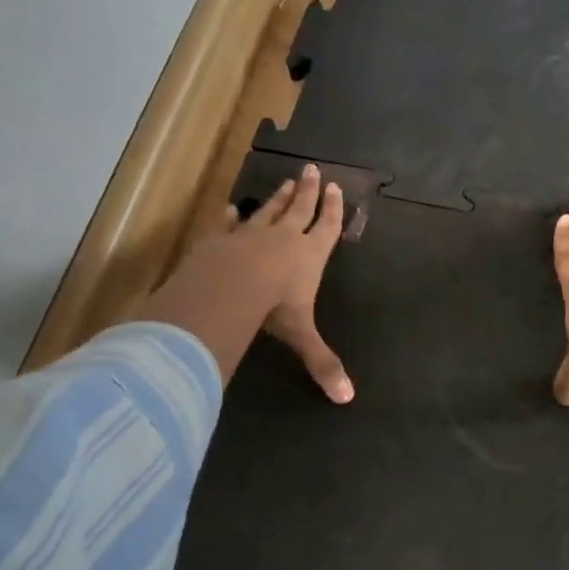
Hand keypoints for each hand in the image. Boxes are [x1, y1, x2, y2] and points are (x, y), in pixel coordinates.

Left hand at [136, 164, 353, 401]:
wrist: (228, 289)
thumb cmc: (273, 307)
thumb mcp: (302, 336)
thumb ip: (322, 363)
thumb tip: (347, 399)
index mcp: (309, 256)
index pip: (327, 228)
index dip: (333, 210)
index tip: (336, 188)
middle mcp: (284, 239)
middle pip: (299, 209)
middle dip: (308, 191)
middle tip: (313, 170)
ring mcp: (250, 235)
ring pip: (269, 211)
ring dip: (278, 197)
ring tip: (286, 181)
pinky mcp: (220, 240)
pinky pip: (229, 224)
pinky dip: (232, 216)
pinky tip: (232, 208)